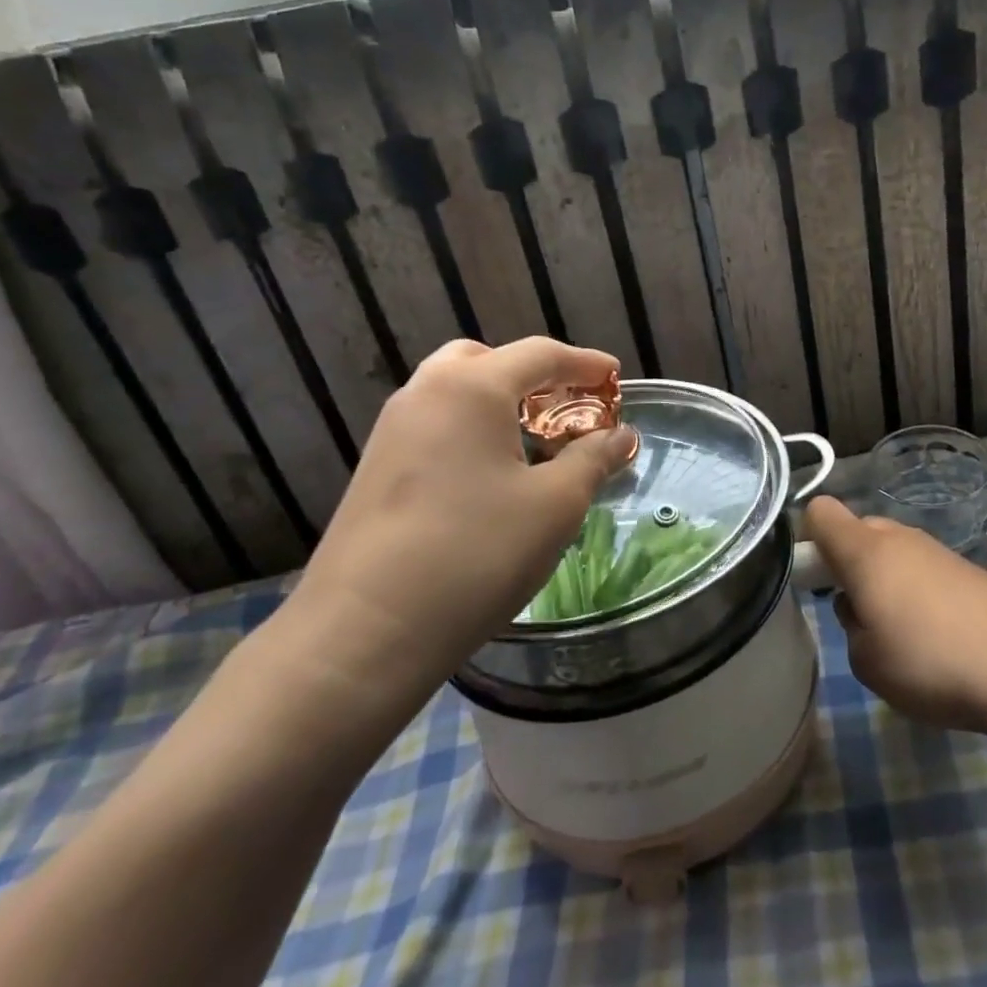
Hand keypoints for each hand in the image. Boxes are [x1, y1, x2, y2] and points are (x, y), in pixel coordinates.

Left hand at [282, 338, 636, 707]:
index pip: (540, 354)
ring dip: (503, 405)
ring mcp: (393, 430)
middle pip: (490, 362)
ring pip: (457, 393)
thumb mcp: (555, 504)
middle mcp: (425, 393)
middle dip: (536, 378)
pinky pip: (437, 425)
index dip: (586, 364)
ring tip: (538, 445)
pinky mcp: (377, 468)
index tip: (617, 378)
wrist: (365, 632)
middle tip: (569, 410)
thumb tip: (621, 435)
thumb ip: (593, 458)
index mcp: (470, 387)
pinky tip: (494, 477)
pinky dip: (474, 430)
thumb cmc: (476, 554)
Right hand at [805, 496, 986, 736]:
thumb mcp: (867, 662)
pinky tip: (939, 638)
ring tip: (902, 636)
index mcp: (865, 551)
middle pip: (859, 531)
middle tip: (858, 615)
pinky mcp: (970, 571)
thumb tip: (864, 609)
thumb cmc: (931, 662)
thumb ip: (852, 627)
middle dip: (850, 564)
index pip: (821, 512)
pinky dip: (920, 594)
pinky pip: (926, 571)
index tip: (813, 578)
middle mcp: (900, 538)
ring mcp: (939, 551)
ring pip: (895, 553)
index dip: (809, 538)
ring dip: (887, 582)